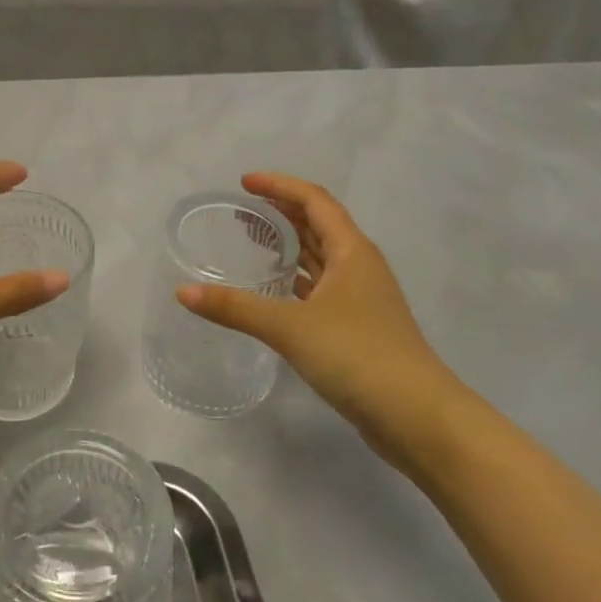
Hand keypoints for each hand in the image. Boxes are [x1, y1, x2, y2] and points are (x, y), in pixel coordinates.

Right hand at [176, 173, 472, 475]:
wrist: (418, 418)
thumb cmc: (358, 355)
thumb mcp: (290, 327)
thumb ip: (235, 307)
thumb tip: (183, 292)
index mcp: (352, 251)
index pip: (315, 200)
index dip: (280, 185)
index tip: (244, 183)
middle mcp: (360, 267)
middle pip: (319, 225)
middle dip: (282, 212)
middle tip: (243, 211)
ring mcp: (362, 299)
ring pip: (322, 259)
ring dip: (291, 246)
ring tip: (254, 242)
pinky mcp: (358, 329)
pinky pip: (321, 289)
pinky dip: (296, 281)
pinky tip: (275, 291)